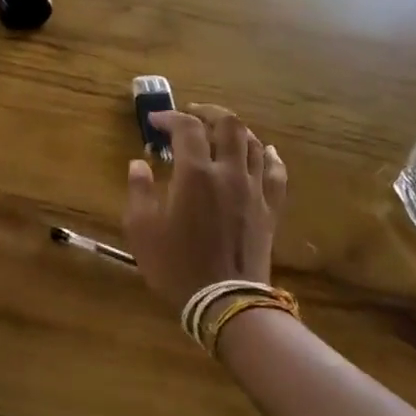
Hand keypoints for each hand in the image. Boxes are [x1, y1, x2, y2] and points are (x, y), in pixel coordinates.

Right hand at [123, 105, 286, 310]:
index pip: (187, 128)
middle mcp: (229, 172)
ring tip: (220, 133)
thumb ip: (139, 191)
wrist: (225, 302)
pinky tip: (264, 151)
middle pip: (228, 125)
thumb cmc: (176, 266)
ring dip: (235, 131)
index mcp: (195, 174)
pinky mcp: (270, 208)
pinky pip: (275, 172)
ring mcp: (254, 189)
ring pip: (253, 144)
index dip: (170, 117)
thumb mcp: (141, 230)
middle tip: (191, 115)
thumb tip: (139, 164)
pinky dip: (268, 156)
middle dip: (208, 113)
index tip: (155, 122)